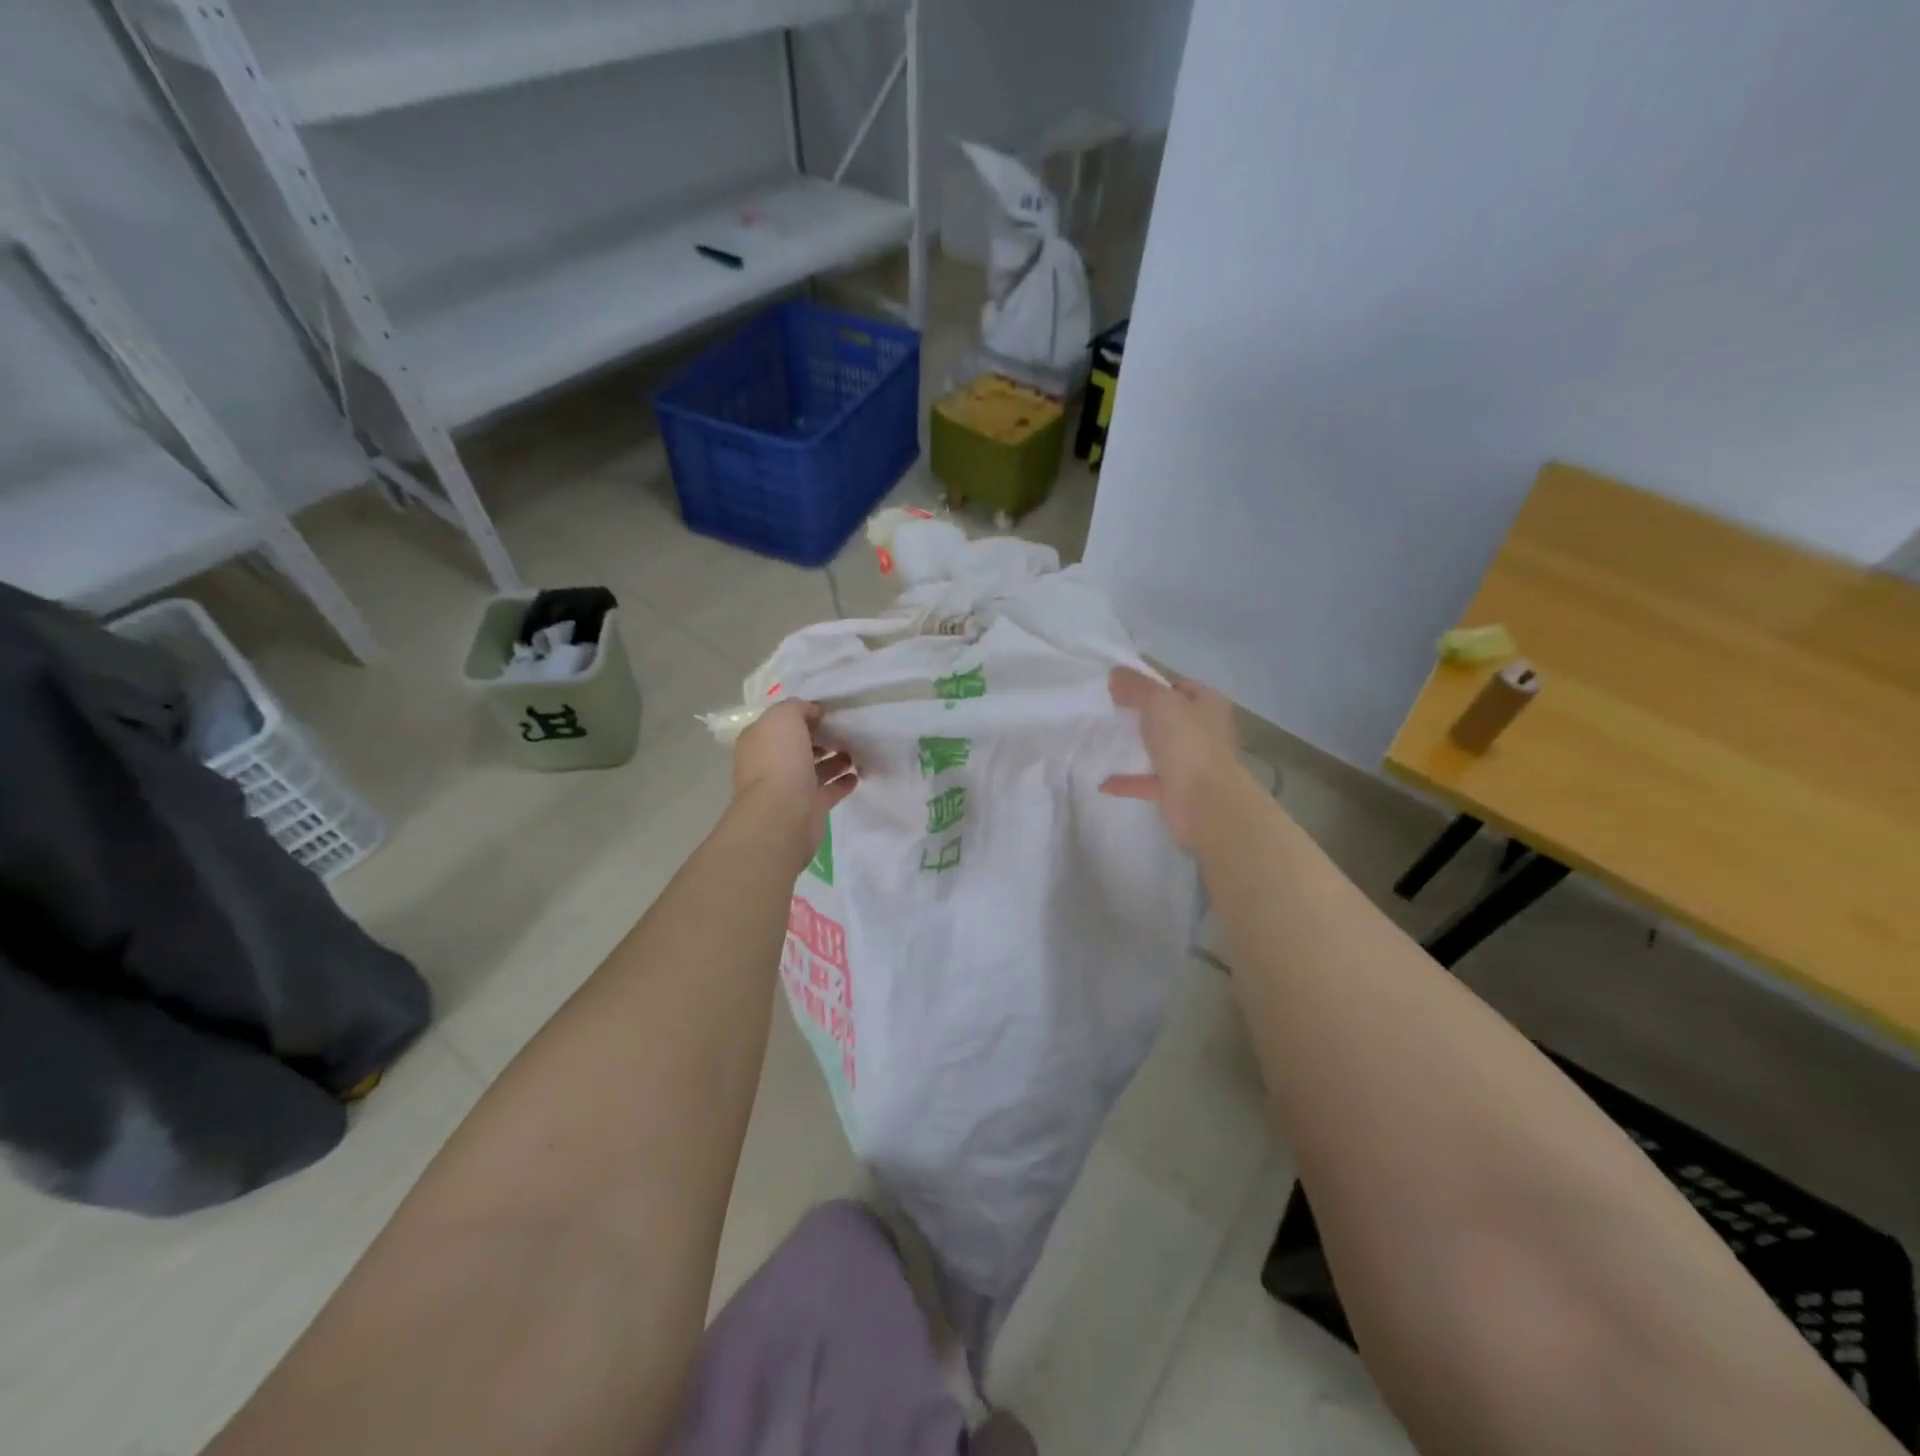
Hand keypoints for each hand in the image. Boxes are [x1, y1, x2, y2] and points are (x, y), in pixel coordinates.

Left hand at [732, 700, 857, 865]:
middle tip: (847, 730)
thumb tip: (812, 712)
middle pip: (798, 745)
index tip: (830, 711)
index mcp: (759, 740)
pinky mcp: (809, 808)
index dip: (805, 715)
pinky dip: (842, 782)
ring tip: (856, 750)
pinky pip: (828, 791)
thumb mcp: (784, 717)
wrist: (782, 814)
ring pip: (814, 768)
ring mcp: (789, 787)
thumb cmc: (780, 760)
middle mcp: (771, 763)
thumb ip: (797, 707)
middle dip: (821, 737)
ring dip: (834, 759)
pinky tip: (857, 775)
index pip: (782, 722)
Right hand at [1101, 668, 1243, 847]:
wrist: (1205, 803)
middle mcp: (1205, 732)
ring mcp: (1193, 763)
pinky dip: (1127, 781)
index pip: (1182, 687)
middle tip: (1112, 710)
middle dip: (1145, 715)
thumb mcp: (1160, 703)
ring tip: (1107, 741)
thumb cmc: (1188, 744)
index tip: (1126, 687)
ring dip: (1139, 748)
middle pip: (1172, 718)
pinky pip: (1148, 782)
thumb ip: (1137, 687)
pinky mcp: (1179, 791)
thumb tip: (1115, 674)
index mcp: (1208, 706)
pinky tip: (1103, 782)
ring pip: (1162, 750)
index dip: (1156, 684)